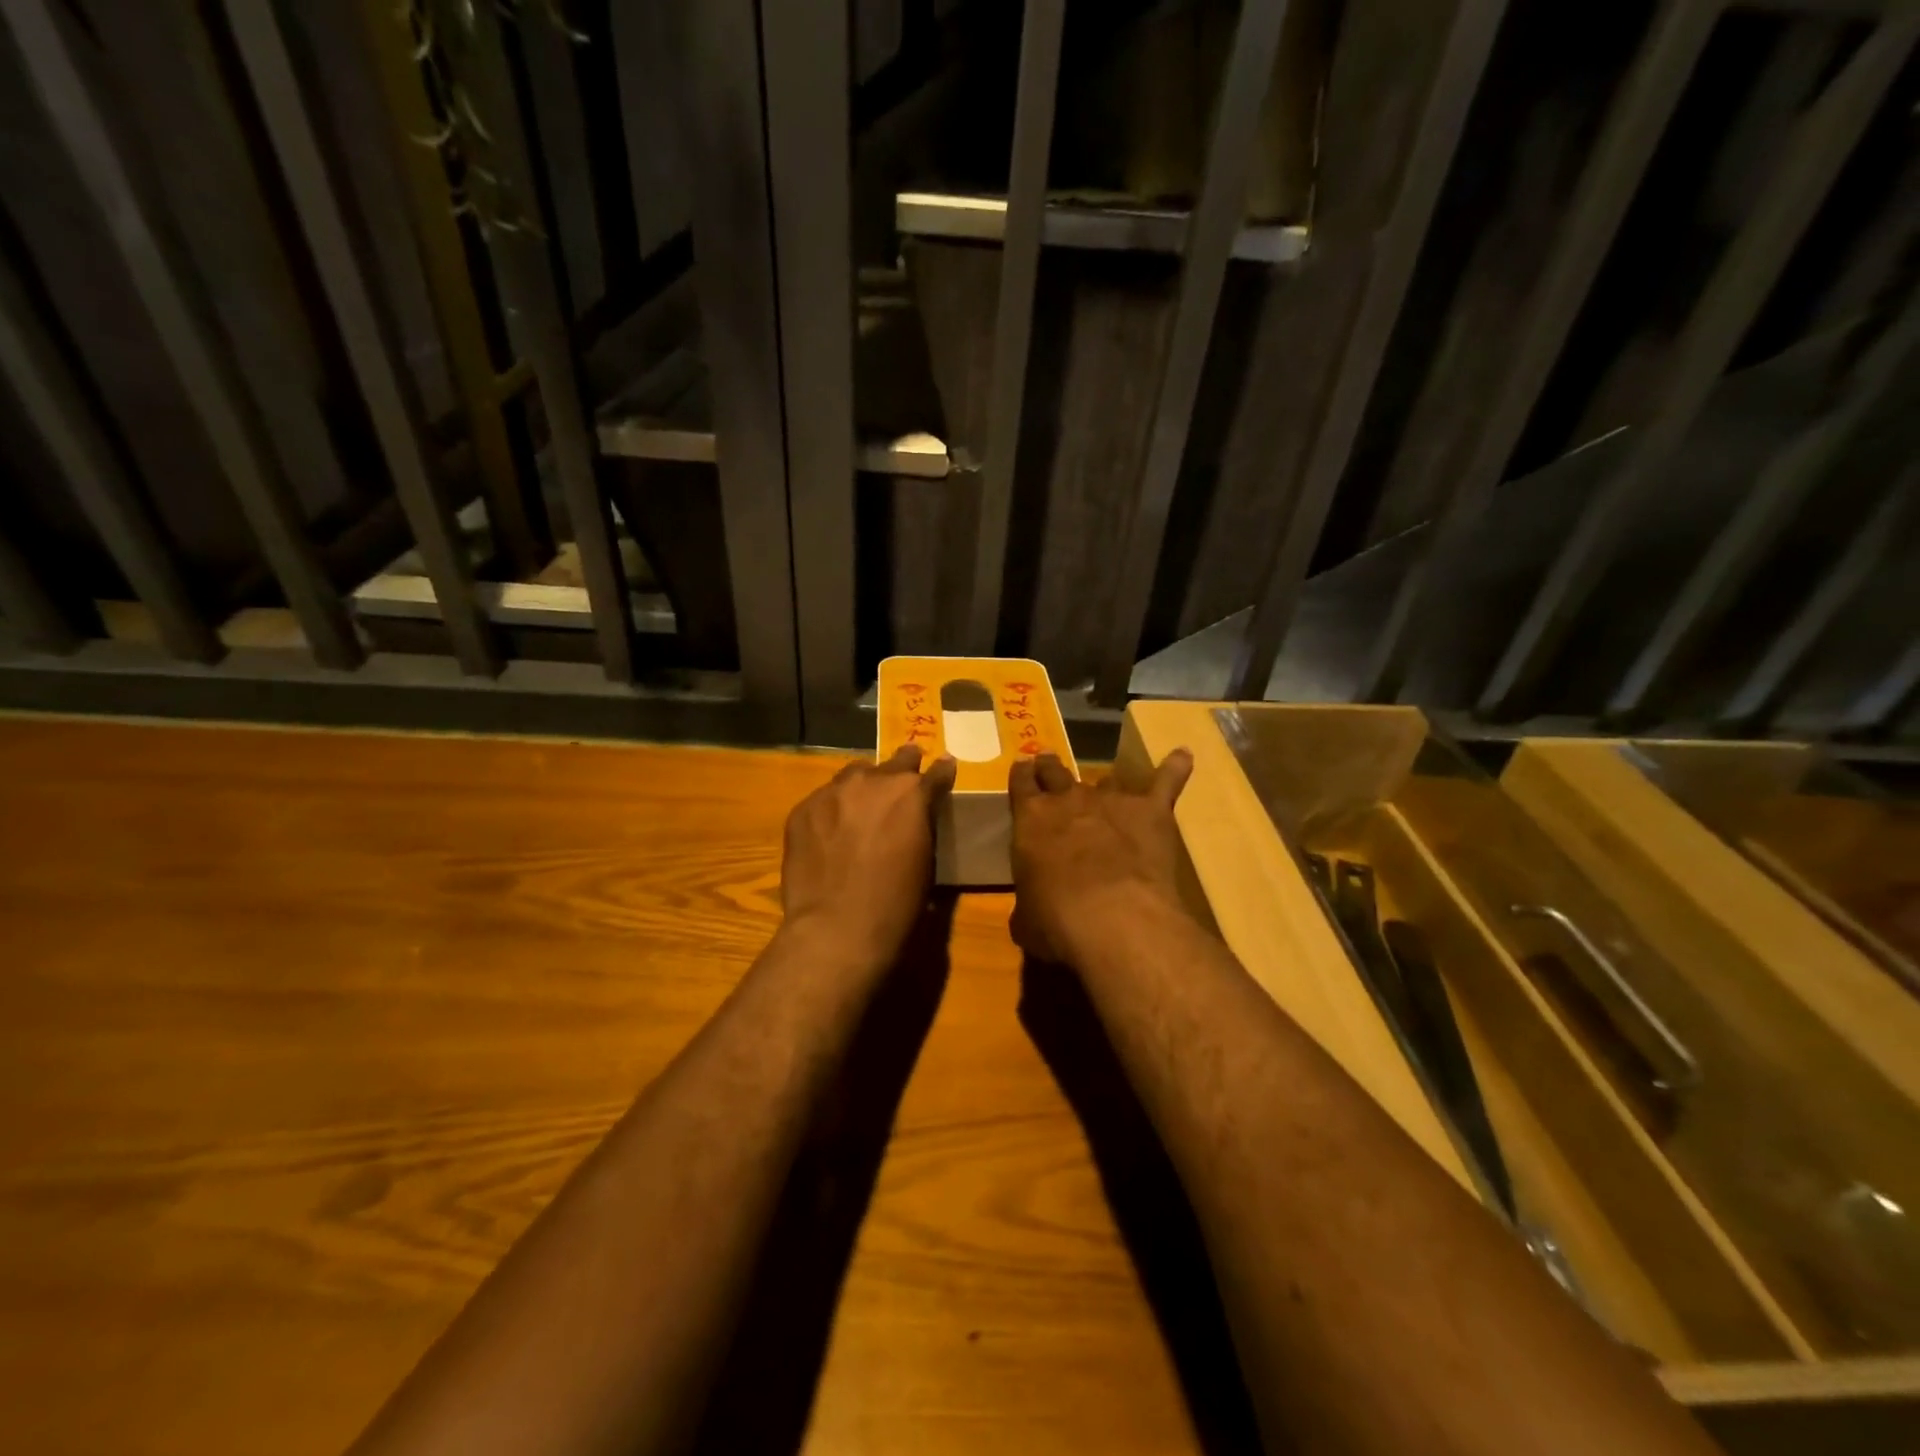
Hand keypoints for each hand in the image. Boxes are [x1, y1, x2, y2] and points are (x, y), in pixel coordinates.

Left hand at [781, 745, 955, 973]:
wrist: (836, 928)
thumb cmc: (896, 905)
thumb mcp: (925, 862)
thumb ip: (921, 825)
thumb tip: (916, 816)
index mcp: (912, 794)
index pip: (936, 772)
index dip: (942, 770)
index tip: (945, 765)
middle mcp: (873, 781)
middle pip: (894, 762)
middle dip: (904, 765)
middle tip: (906, 768)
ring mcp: (833, 792)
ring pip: (853, 775)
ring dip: (863, 786)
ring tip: (861, 804)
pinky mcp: (802, 809)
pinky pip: (823, 799)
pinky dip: (832, 809)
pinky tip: (829, 832)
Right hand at [1008, 750, 1194, 964]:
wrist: (1114, 917)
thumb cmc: (1057, 921)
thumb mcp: (1026, 920)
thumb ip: (1028, 904)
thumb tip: (1032, 911)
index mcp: (1031, 820)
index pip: (1022, 783)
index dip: (1022, 775)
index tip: (1023, 768)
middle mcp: (1069, 800)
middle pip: (1056, 771)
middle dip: (1051, 768)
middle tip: (1049, 764)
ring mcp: (1112, 801)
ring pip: (1106, 779)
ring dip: (1104, 784)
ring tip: (1107, 784)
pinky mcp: (1151, 810)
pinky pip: (1166, 782)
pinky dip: (1174, 768)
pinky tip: (1182, 756)